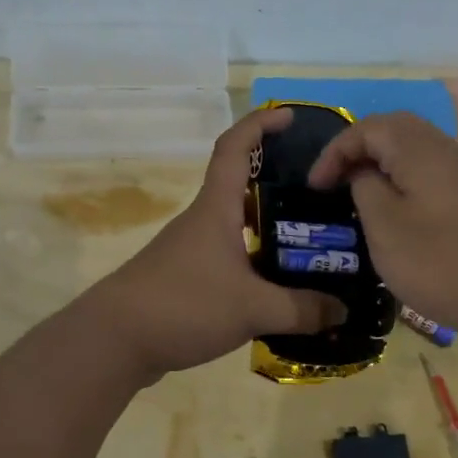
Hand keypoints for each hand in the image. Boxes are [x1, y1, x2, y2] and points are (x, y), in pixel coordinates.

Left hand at [89, 108, 345, 379]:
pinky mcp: (185, 279)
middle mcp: (202, 221)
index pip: (234, 147)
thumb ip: (302, 310)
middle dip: (280, 186)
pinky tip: (278, 289)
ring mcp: (190, 250)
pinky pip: (229, 259)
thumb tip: (342, 312)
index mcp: (216, 209)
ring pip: (238, 228)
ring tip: (311, 246)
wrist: (114, 341)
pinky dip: (255, 265)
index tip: (290, 117)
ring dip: (270, 231)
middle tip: (321, 198)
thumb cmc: (183, 305)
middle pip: (242, 188)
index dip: (260, 124)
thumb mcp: (252, 309)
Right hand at [307, 112, 457, 344]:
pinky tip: (395, 210)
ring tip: (358, 194)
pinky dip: (403, 178)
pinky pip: (429, 170)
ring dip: (381, 163)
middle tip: (334, 181)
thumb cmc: (439, 262)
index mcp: (419, 149)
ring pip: (413, 149)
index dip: (334, 152)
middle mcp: (444, 149)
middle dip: (358, 149)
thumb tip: (363, 173)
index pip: (366, 128)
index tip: (315, 188)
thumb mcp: (384, 227)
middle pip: (393, 129)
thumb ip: (365, 188)